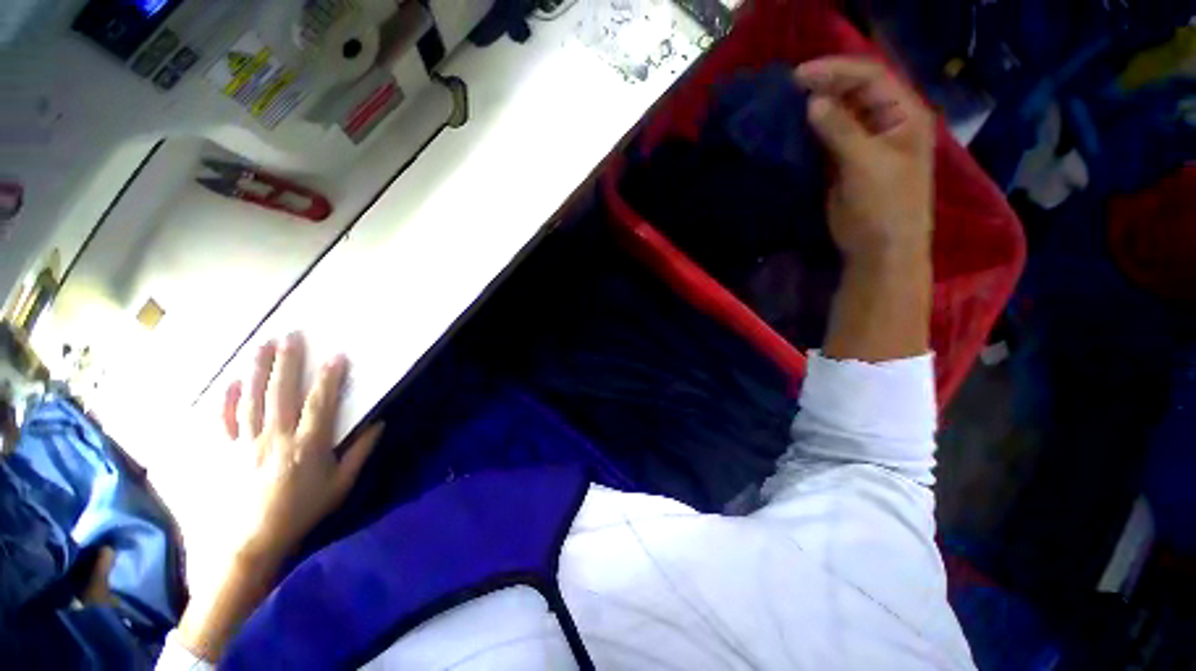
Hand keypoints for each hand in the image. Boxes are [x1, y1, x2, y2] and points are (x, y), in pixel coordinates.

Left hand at [220, 332, 382, 565]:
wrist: (249, 543)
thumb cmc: (301, 512)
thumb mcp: (340, 486)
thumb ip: (360, 452)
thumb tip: (379, 424)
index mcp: (308, 446)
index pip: (321, 403)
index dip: (330, 378)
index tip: (337, 355)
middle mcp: (275, 438)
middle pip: (282, 392)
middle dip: (288, 361)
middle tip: (292, 335)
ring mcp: (245, 443)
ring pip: (252, 398)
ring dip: (259, 369)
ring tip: (264, 345)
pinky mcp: (225, 452)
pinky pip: (225, 420)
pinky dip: (228, 399)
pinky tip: (233, 381)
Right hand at [795, 57, 934, 264]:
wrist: (879, 247)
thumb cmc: (885, 206)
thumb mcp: (866, 164)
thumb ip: (841, 131)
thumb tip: (812, 103)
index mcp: (904, 114)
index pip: (871, 77)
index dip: (837, 71)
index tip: (800, 76)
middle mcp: (885, 121)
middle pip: (854, 91)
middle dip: (824, 85)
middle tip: (789, 88)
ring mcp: (863, 142)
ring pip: (838, 114)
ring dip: (815, 108)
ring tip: (787, 104)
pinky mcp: (844, 162)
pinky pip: (826, 138)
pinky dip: (810, 132)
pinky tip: (792, 129)